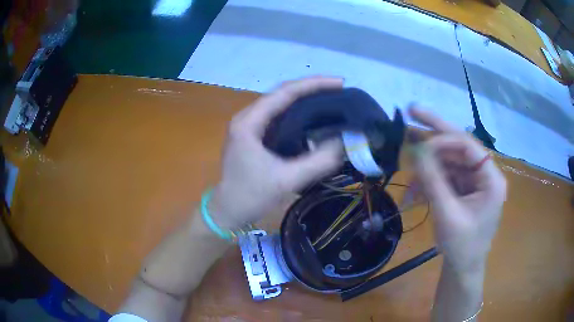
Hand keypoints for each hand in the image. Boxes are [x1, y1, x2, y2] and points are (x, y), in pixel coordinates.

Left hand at [210, 77, 344, 229]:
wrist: (228, 212)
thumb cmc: (251, 196)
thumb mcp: (286, 180)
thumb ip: (318, 162)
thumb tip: (344, 143)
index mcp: (249, 122)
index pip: (285, 92)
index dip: (314, 84)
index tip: (340, 83)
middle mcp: (248, 117)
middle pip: (283, 94)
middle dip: (312, 90)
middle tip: (340, 92)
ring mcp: (250, 126)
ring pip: (281, 105)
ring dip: (306, 101)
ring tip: (332, 101)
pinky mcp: (255, 136)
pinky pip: (280, 118)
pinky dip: (299, 115)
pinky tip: (315, 119)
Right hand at [409, 106, 506, 273]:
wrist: (462, 269)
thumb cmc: (462, 246)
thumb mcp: (447, 214)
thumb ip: (433, 180)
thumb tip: (415, 148)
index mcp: (491, 179)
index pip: (468, 146)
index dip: (443, 139)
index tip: (418, 142)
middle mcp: (485, 174)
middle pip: (459, 146)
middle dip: (434, 133)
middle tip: (412, 110)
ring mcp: (473, 181)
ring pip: (448, 162)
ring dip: (427, 169)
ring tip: (408, 176)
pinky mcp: (463, 189)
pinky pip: (445, 177)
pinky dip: (428, 183)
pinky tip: (413, 195)